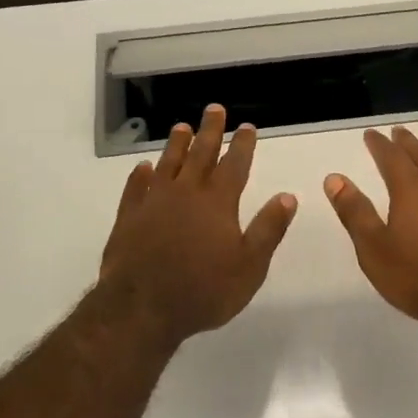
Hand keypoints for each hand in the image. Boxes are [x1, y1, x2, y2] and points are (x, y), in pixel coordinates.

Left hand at [98, 104, 297, 341]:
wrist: (142, 308)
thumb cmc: (203, 290)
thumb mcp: (249, 267)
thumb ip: (268, 229)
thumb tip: (288, 196)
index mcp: (217, 202)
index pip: (234, 165)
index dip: (242, 144)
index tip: (247, 126)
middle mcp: (186, 193)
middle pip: (200, 154)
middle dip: (210, 130)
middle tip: (214, 109)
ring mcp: (153, 202)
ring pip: (168, 164)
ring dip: (176, 144)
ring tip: (181, 126)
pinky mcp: (129, 217)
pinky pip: (135, 188)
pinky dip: (140, 176)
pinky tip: (143, 168)